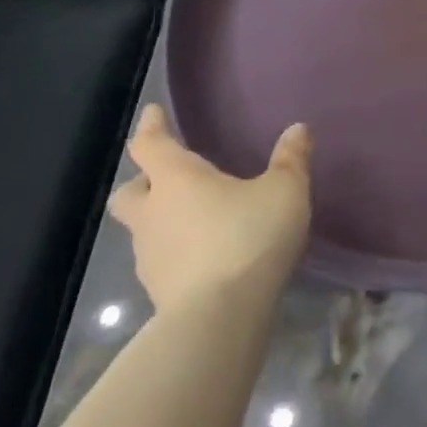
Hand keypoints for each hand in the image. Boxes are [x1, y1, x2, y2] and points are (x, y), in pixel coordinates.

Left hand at [109, 105, 312, 311]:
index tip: (152, 112)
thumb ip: (291, 159)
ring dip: (160, 219)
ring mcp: (150, 255)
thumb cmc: (249, 236)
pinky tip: (204, 256)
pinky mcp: (157, 289)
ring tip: (195, 220)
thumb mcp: (285, 191)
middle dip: (142, 181)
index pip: (151, 145)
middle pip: (129, 192)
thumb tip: (297, 129)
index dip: (150, 126)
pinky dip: (176, 251)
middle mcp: (153, 213)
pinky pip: (161, 259)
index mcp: (178, 180)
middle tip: (165, 178)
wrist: (220, 314)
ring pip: (143, 228)